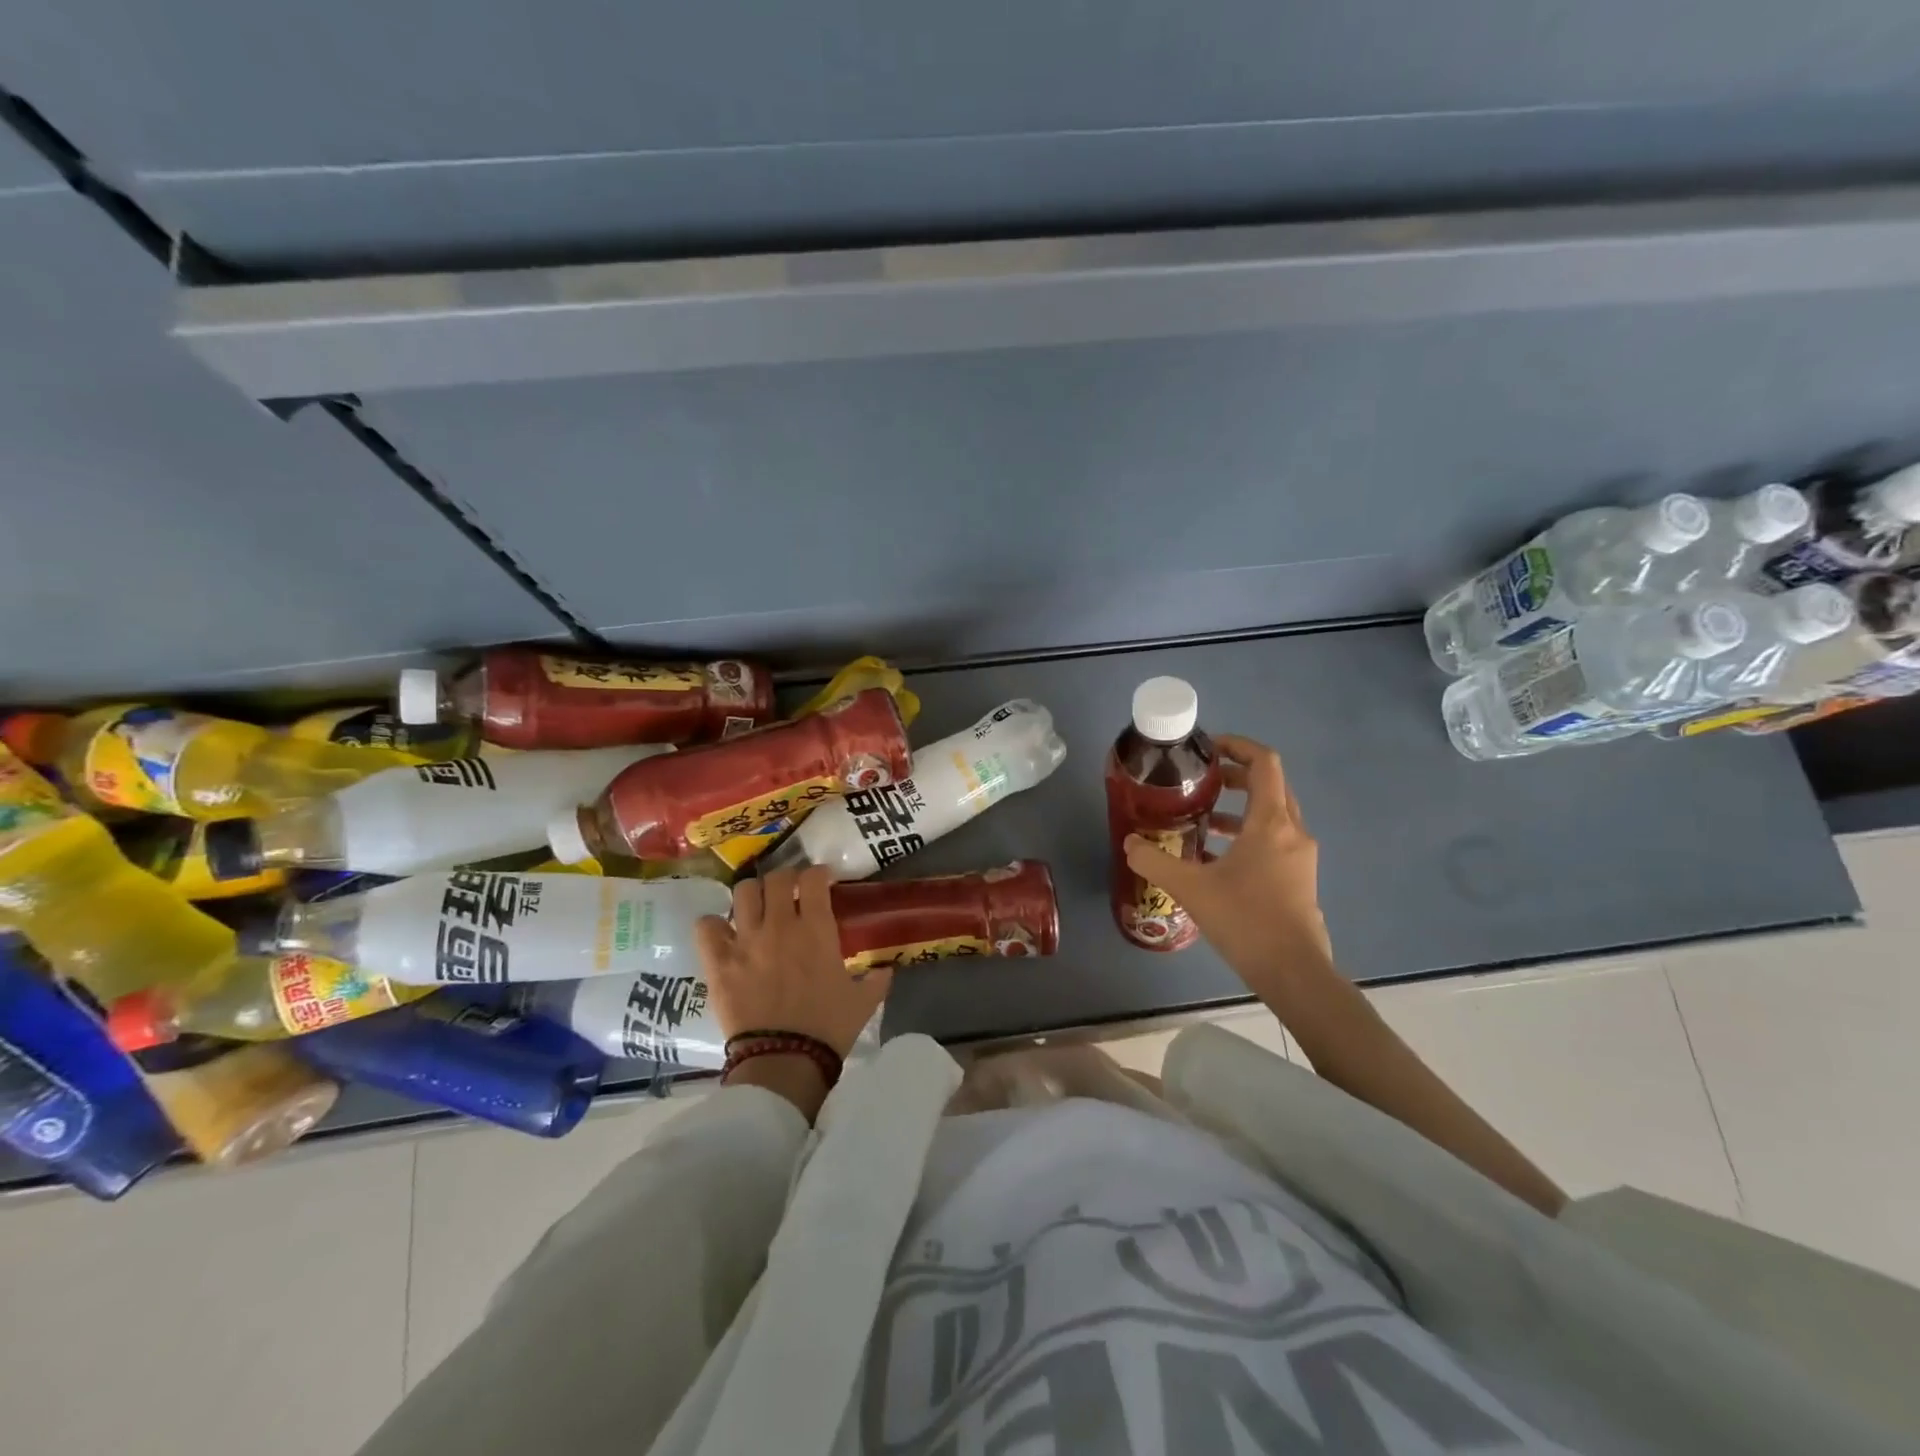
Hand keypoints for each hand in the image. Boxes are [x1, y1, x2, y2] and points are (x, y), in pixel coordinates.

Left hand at [695, 865, 891, 1060]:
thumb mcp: (862, 1002)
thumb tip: (886, 970)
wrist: (784, 1060)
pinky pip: (706, 926)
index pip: (813, 879)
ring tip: (756, 907)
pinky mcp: (718, 962)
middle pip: (776, 878)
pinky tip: (722, 934)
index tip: (821, 881)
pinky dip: (713, 925)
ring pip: (742, 893)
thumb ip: (876, 980)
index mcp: (816, 929)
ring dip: (751, 895)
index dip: (818, 874)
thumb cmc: (827, 1028)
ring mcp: (745, 941)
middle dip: (785, 879)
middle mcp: (779, 925)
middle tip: (789, 892)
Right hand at [1124, 734, 1333, 1000]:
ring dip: (1242, 808)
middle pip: (1271, 785)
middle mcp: (1292, 831)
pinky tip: (1219, 858)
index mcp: (1270, 822)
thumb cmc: (1245, 920)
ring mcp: (1301, 856)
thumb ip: (1154, 861)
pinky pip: (1276, 839)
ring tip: (1205, 818)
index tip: (1209, 748)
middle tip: (1202, 780)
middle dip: (1237, 776)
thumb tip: (1129, 843)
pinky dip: (1250, 834)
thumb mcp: (1190, 888)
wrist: (1294, 971)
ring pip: (1274, 814)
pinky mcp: (1300, 878)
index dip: (1238, 746)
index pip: (1264, 763)